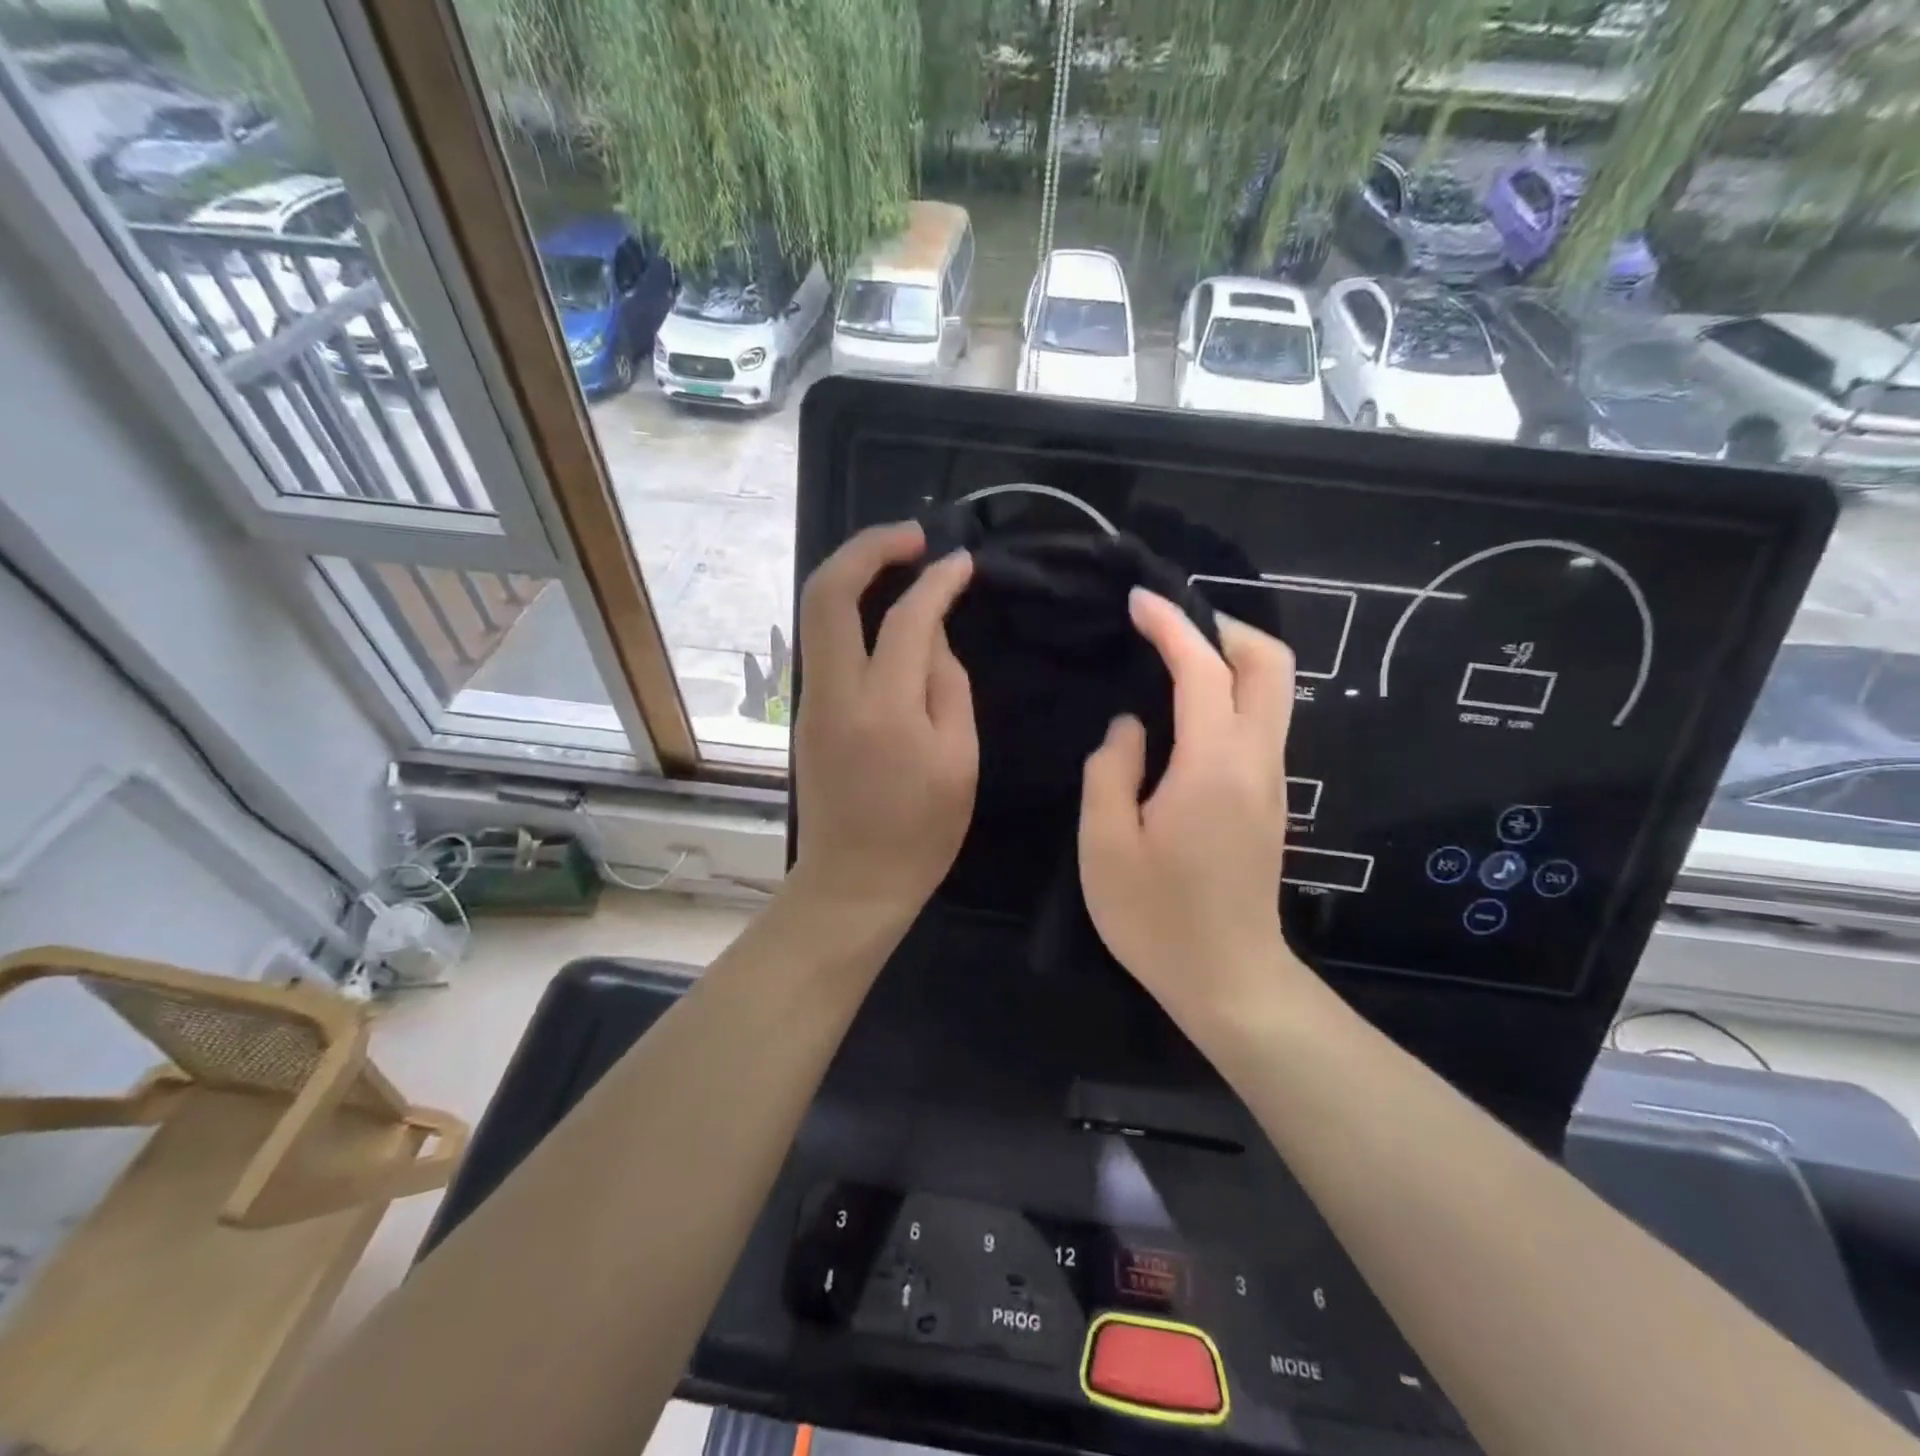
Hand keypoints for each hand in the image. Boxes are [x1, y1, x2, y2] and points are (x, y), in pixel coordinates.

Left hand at [789, 522, 977, 921]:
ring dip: (854, 572)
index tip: (963, 561)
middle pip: (828, 592)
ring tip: (901, 561)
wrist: (852, 882)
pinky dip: (849, 609)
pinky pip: (823, 641)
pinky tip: (883, 611)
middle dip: (868, 547)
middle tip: (913, 535)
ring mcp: (810, 700)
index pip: (908, 619)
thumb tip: (931, 632)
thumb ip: (948, 685)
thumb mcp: (959, 760)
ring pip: (817, 612)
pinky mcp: (805, 711)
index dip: (938, 581)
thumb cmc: (921, 832)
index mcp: (884, 709)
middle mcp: (834, 692)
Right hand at [1079, 589, 1298, 1025]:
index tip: (1138, 600)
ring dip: (1231, 658)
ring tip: (1173, 657)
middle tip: (1170, 625)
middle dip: (1224, 627)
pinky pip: (1262, 721)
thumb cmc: (1157, 918)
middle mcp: (1257, 762)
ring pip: (1275, 691)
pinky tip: (1188, 709)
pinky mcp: (1272, 800)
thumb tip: (1129, 729)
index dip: (1171, 626)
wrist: (1230, 980)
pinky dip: (1233, 692)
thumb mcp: (1105, 847)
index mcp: (1213, 767)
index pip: (1203, 671)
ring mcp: (1273, 781)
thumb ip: (1109, 772)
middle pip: (1270, 664)